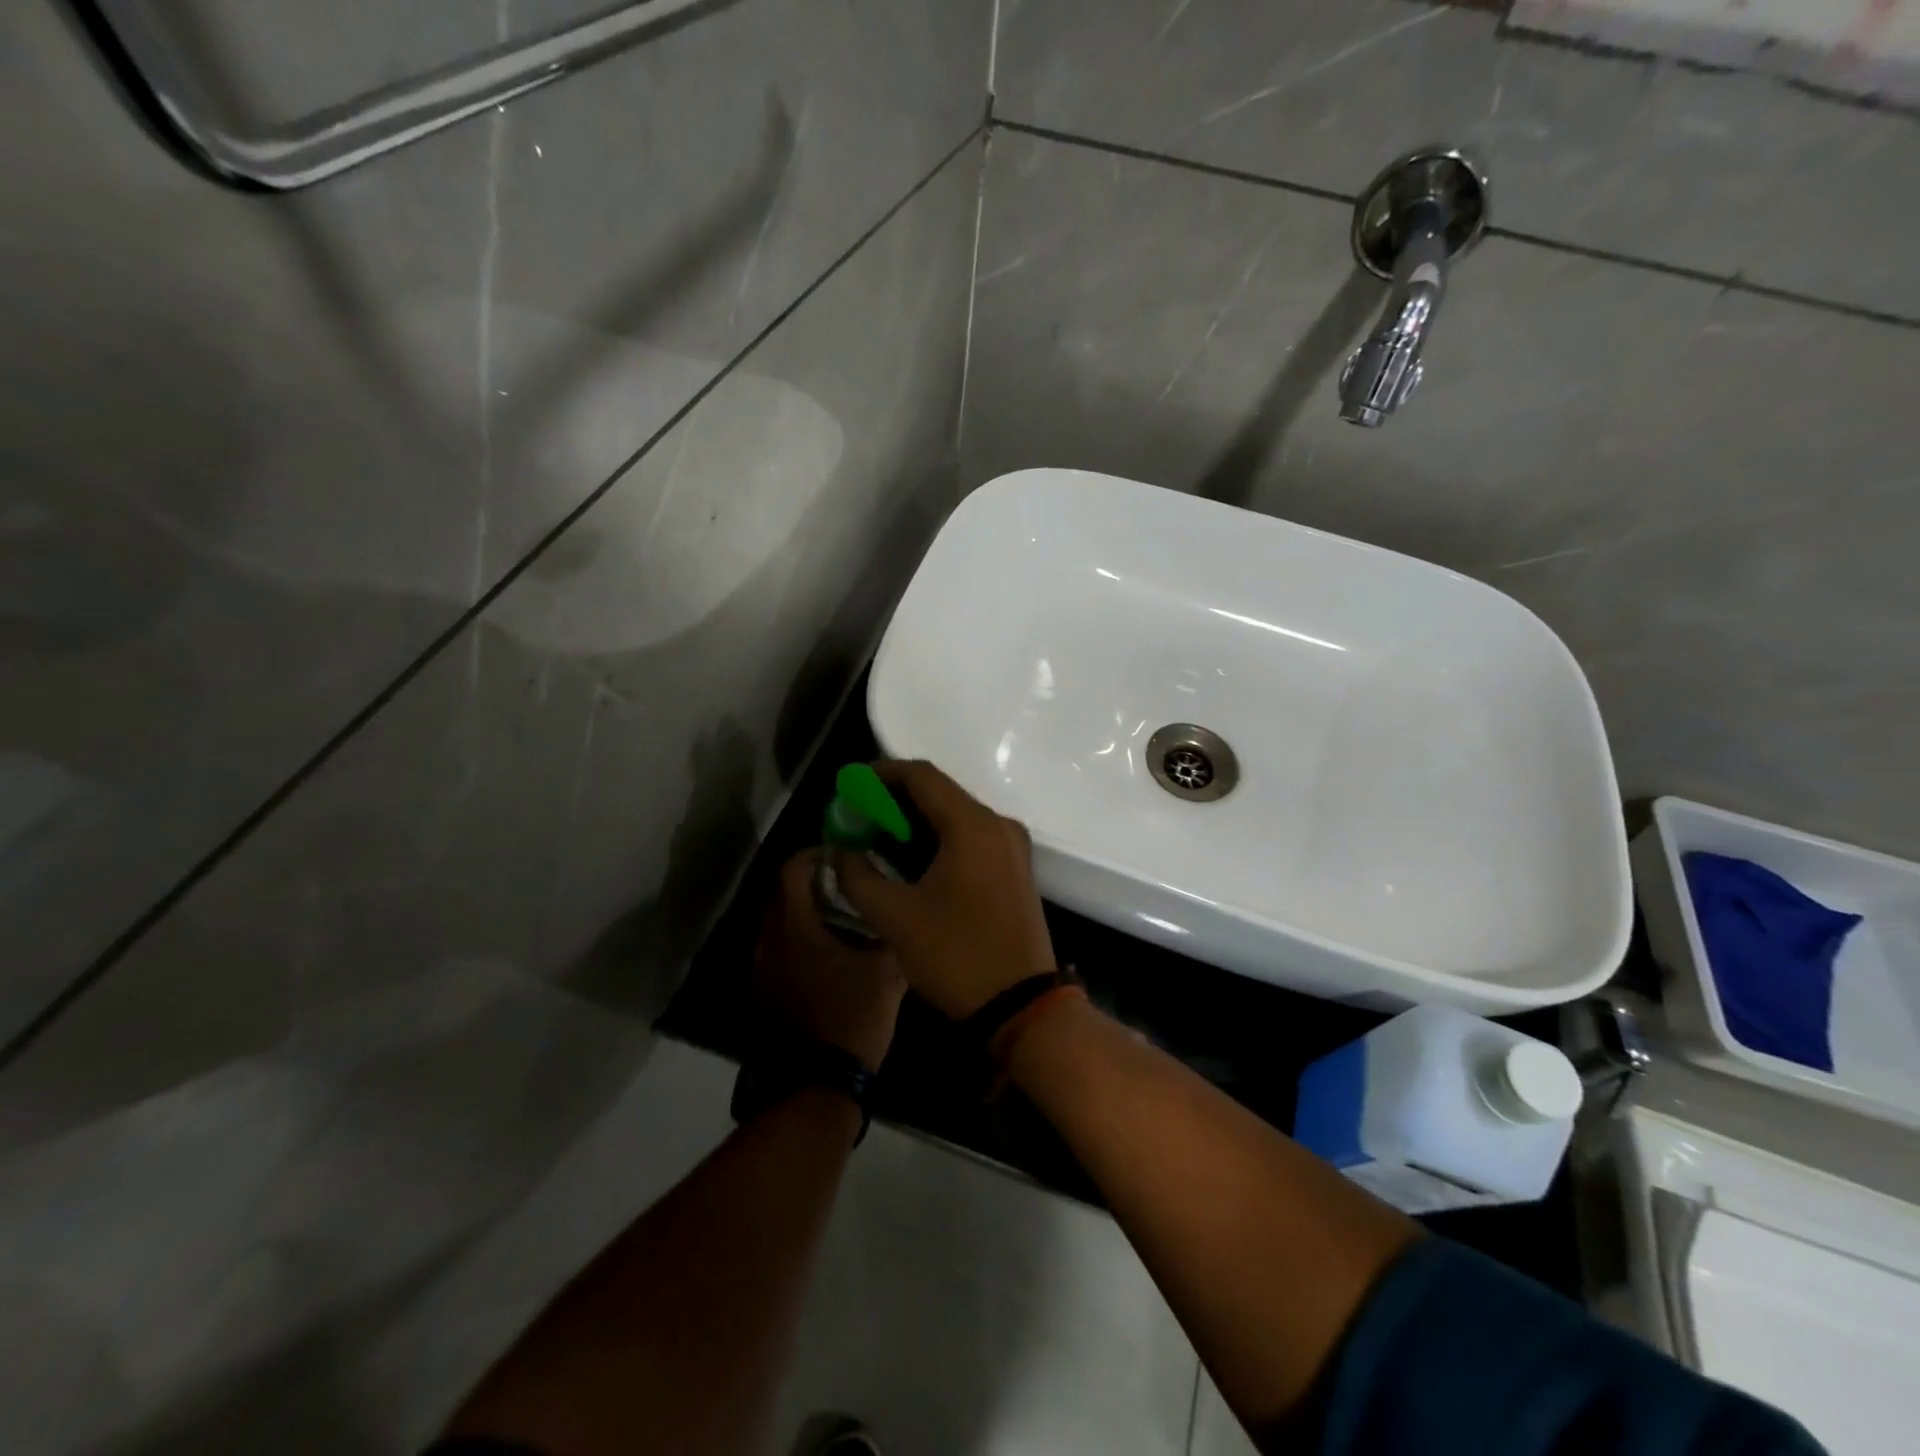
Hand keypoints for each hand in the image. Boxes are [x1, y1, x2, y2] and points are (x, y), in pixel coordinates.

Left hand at [754, 851, 905, 1072]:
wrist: (817, 1084)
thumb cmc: (853, 1017)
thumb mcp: (887, 972)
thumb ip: (889, 934)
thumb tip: (897, 912)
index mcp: (795, 927)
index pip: (792, 870)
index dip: (814, 854)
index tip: (840, 854)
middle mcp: (768, 942)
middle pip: (781, 894)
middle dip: (810, 883)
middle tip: (845, 884)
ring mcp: (761, 970)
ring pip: (777, 925)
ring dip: (803, 914)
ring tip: (840, 920)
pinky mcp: (762, 994)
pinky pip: (777, 952)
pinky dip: (797, 942)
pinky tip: (826, 957)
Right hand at [831, 760, 1056, 1019]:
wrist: (1022, 1006)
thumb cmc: (956, 956)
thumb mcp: (894, 917)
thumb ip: (859, 876)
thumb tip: (842, 852)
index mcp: (972, 825)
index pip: (922, 776)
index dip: (882, 773)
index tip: (851, 785)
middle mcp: (998, 825)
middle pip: (940, 793)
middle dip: (896, 800)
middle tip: (859, 816)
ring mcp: (1012, 846)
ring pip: (956, 816)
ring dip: (917, 822)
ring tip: (878, 839)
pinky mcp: (1015, 868)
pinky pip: (972, 837)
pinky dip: (939, 839)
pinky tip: (912, 861)